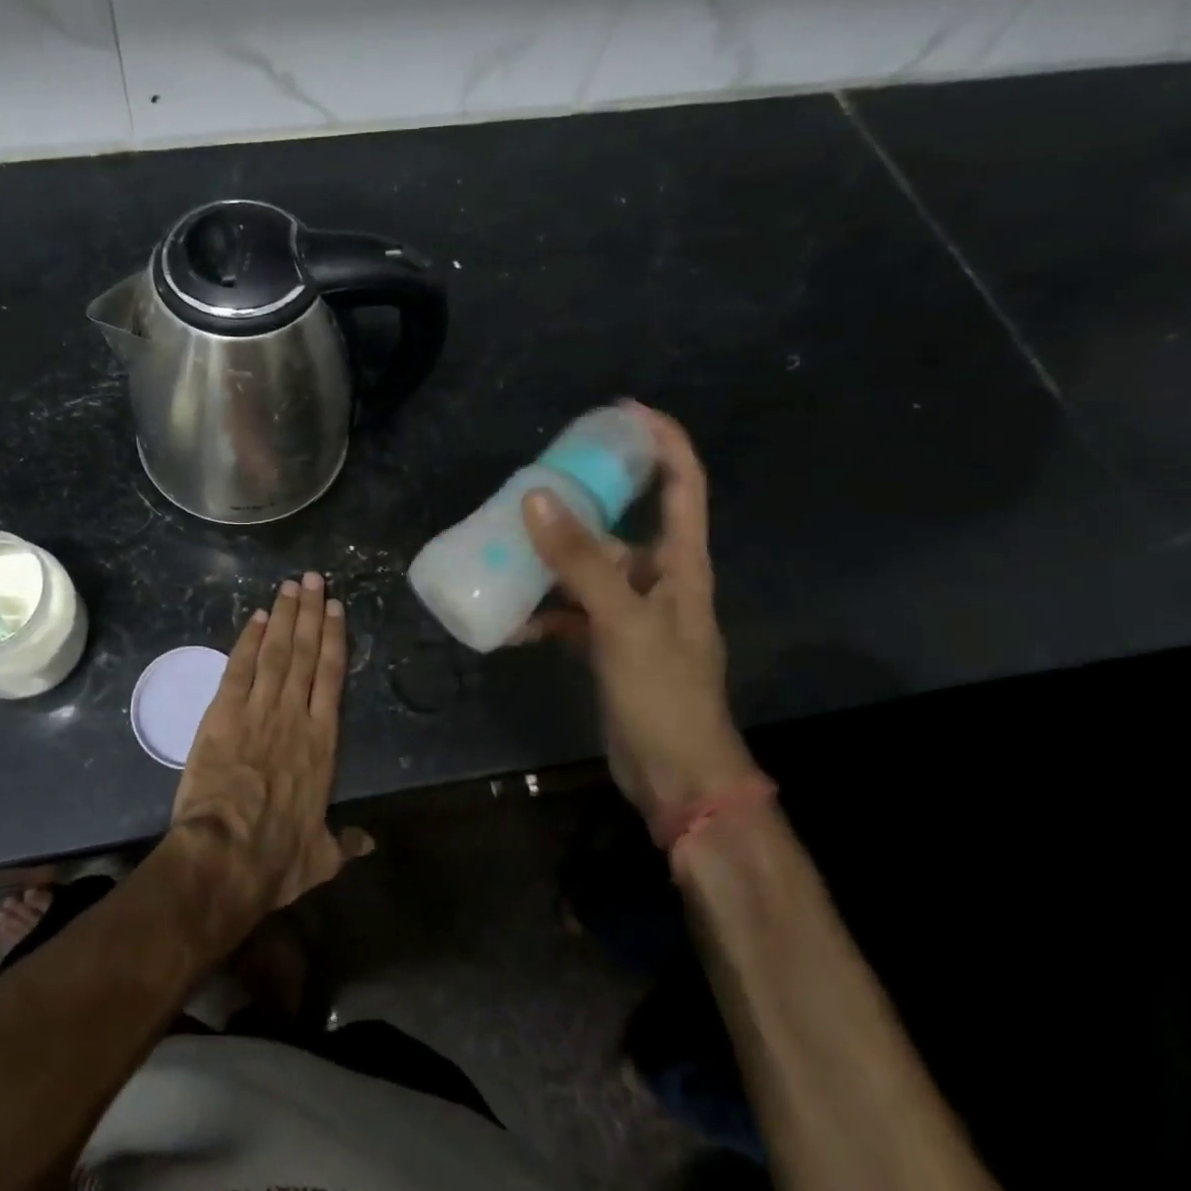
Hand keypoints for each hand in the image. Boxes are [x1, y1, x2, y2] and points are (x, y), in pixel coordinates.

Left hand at [171, 572, 372, 916]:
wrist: (227, 854)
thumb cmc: (277, 857)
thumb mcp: (320, 856)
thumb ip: (345, 843)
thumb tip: (369, 844)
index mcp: (322, 741)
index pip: (331, 676)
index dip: (334, 638)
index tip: (336, 609)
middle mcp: (295, 714)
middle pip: (305, 652)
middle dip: (310, 612)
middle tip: (313, 579)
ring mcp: (259, 709)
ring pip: (276, 651)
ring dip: (283, 616)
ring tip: (290, 586)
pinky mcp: (224, 712)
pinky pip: (239, 668)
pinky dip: (247, 641)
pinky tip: (254, 618)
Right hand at [519, 402, 755, 820]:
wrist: (677, 778)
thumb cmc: (665, 693)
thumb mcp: (623, 621)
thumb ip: (581, 561)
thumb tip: (537, 497)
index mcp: (681, 565)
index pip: (682, 485)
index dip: (662, 442)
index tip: (622, 413)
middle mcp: (659, 581)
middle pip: (623, 523)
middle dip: (584, 499)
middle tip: (537, 481)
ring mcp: (632, 615)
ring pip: (589, 568)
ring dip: (552, 559)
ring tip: (508, 543)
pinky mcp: (608, 645)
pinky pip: (570, 612)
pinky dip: (543, 612)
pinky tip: (509, 621)